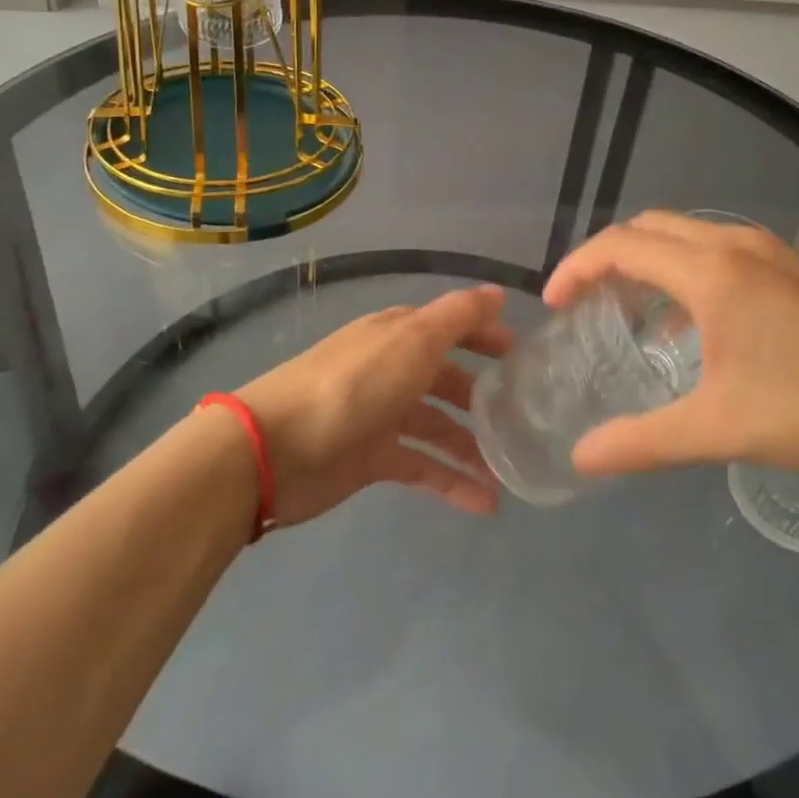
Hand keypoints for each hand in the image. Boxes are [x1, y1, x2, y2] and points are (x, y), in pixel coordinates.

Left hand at [234, 285, 510, 525]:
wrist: (276, 449)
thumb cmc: (355, 385)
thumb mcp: (414, 339)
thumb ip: (459, 316)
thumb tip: (498, 294)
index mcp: (399, 334)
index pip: (451, 327)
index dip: (485, 335)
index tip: (522, 354)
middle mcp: (392, 368)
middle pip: (445, 378)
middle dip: (482, 395)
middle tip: (523, 417)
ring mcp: (381, 414)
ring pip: (438, 426)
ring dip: (472, 447)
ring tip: (509, 474)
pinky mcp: (371, 458)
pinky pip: (422, 466)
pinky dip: (451, 481)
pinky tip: (484, 503)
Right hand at [543, 211, 798, 478]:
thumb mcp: (721, 429)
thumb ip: (644, 442)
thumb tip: (583, 459)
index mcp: (711, 271)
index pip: (621, 246)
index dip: (577, 267)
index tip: (553, 302)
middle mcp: (735, 244)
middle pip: (650, 228)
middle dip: (608, 256)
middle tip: (584, 300)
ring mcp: (770, 251)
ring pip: (686, 234)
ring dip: (648, 260)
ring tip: (628, 308)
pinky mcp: (794, 268)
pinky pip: (718, 250)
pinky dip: (685, 270)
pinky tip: (692, 326)